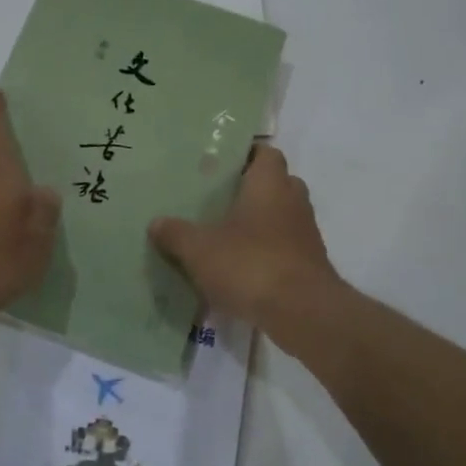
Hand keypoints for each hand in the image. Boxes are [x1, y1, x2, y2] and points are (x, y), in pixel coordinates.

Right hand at [149, 144, 341, 331]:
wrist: (302, 313)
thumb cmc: (250, 264)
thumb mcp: (199, 249)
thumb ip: (176, 233)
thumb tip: (156, 223)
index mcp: (269, 184)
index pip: (265, 153)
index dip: (246, 155)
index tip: (221, 164)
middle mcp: (293, 201)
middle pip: (275, 184)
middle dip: (250, 190)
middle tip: (217, 199)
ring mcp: (305, 234)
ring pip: (281, 217)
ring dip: (258, 224)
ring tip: (223, 236)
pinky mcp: (309, 265)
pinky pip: (284, 248)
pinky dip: (266, 253)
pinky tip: (239, 269)